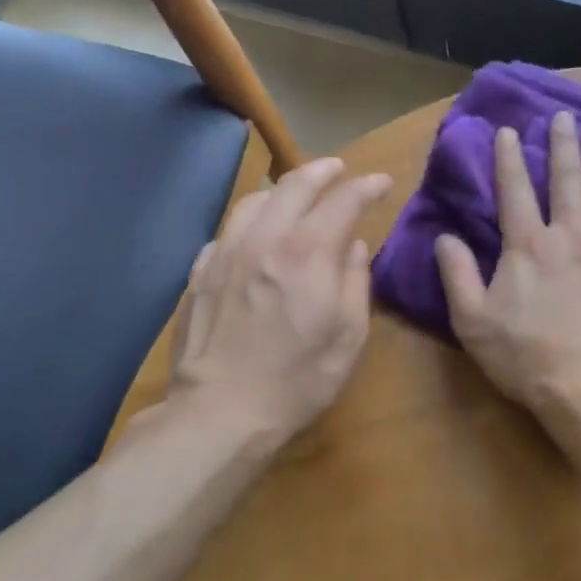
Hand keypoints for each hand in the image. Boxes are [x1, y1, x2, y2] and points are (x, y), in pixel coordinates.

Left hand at [169, 157, 391, 444]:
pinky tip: (256, 236)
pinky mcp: (199, 273)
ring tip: (296, 193)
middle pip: (293, 185)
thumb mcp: (348, 337)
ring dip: (282, 189)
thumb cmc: (298, 380)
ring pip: (254, 201)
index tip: (381, 183)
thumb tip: (352, 247)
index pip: (342, 200)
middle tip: (339, 168)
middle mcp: (264, 241)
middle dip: (322, 170)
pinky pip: (227, 231)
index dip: (366, 186)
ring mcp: (225, 254)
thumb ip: (355, 283)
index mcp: (307, 254)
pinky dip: (250, 222)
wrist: (220, 412)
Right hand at [436, 111, 580, 409]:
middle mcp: (569, 235)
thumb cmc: (524, 355)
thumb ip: (456, 274)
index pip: (514, 190)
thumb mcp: (472, 320)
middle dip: (562, 145)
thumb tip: (444, 237)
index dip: (509, 157)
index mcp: (527, 245)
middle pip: (565, 180)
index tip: (509, 130)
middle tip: (563, 116)